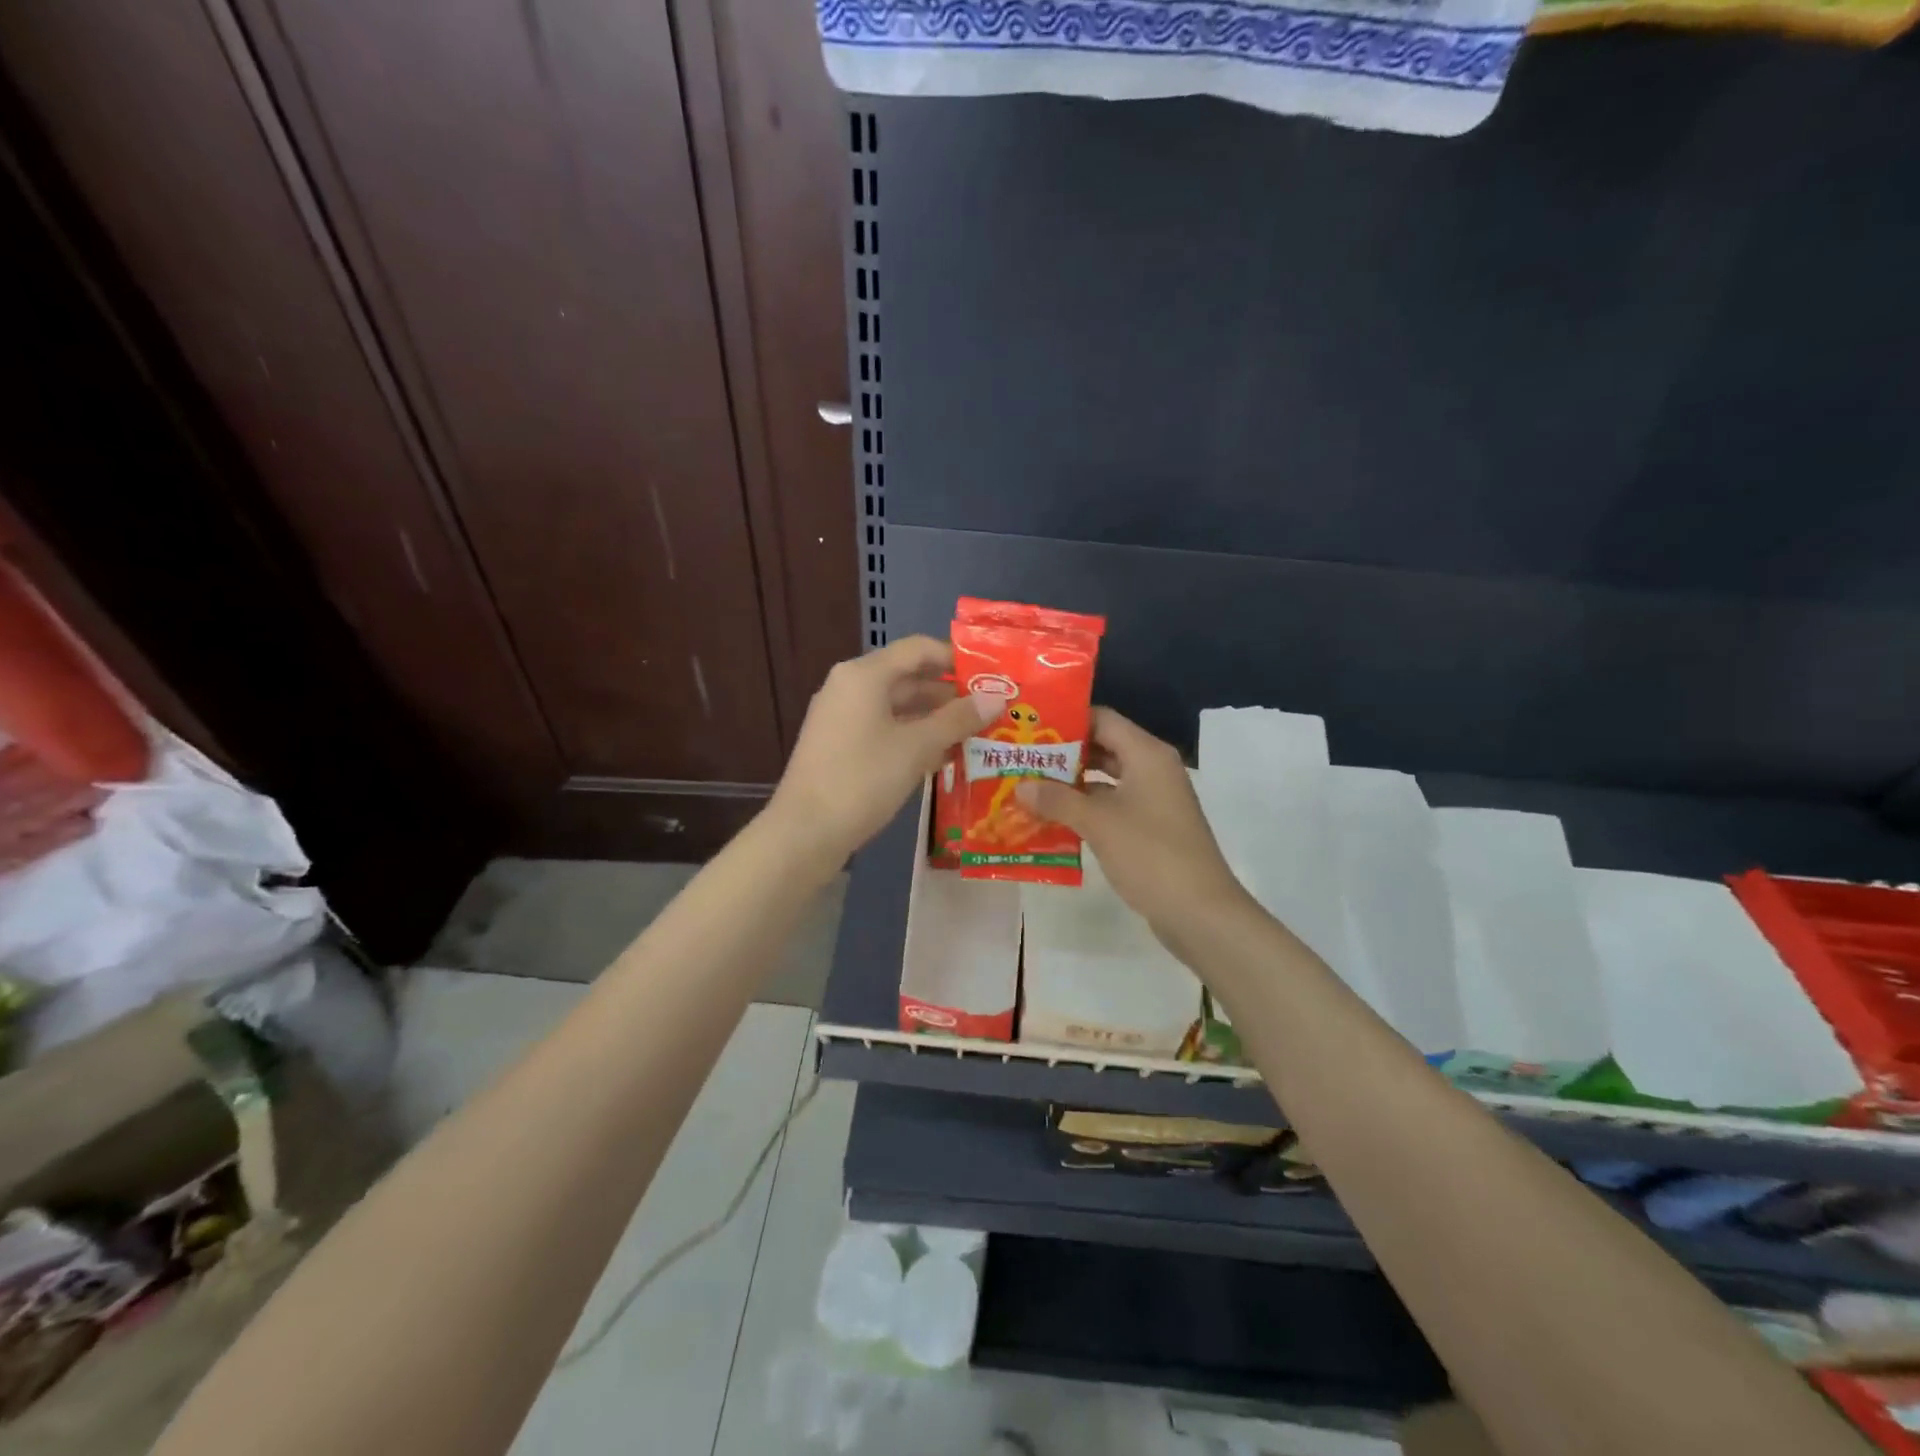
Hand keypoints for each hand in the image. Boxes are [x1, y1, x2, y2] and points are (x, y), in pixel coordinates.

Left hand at [768, 636, 1003, 861]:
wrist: (804, 832)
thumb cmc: (862, 779)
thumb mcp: (916, 747)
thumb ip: (957, 719)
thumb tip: (996, 697)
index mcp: (864, 674)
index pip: (918, 649)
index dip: (956, 658)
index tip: (991, 677)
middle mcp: (850, 686)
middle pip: (908, 678)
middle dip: (949, 694)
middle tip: (991, 711)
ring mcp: (842, 717)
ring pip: (897, 707)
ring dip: (934, 719)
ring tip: (975, 736)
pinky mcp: (840, 745)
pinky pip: (884, 729)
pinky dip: (913, 737)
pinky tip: (942, 757)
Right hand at [1015, 707, 1257, 956]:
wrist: (1200, 912)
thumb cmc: (1150, 855)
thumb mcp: (1098, 823)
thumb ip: (1057, 799)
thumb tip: (1020, 785)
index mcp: (1146, 754)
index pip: (1101, 719)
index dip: (1065, 721)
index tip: (1029, 728)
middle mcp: (1152, 769)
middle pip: (1103, 747)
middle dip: (1062, 755)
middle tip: (1021, 757)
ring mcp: (1153, 799)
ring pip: (1105, 779)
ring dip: (1070, 784)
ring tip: (1028, 786)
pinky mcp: (1150, 827)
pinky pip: (1112, 806)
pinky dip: (1085, 809)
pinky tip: (1052, 818)